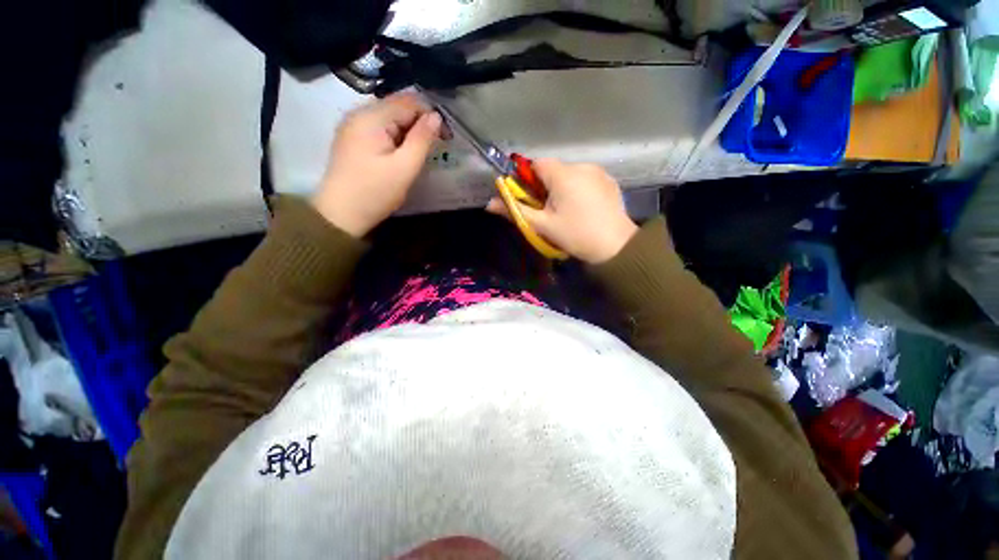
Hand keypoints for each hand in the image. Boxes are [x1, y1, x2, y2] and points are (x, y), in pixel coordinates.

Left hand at [312, 93, 442, 236]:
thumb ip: (422, 140)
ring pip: (389, 118)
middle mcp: (358, 113)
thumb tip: (436, 116)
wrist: (341, 214)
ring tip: (418, 153)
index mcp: (371, 117)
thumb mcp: (405, 168)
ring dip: (408, 131)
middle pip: (397, 107)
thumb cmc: (375, 192)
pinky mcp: (352, 138)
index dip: (430, 115)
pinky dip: (395, 137)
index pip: (408, 102)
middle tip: (434, 147)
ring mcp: (352, 125)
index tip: (445, 137)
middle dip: (419, 123)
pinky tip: (400, 154)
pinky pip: (379, 128)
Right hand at [486, 159, 637, 263]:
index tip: (531, 199)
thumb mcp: (542, 225)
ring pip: (569, 174)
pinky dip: (578, 189)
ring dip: (562, 188)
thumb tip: (489, 204)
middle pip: (553, 169)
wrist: (616, 246)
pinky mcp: (609, 181)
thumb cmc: (575, 235)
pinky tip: (584, 209)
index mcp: (563, 175)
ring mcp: (598, 172)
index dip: (528, 179)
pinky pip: (585, 179)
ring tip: (568, 212)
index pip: (536, 163)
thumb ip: (515, 211)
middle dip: (545, 186)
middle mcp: (581, 166)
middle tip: (548, 211)